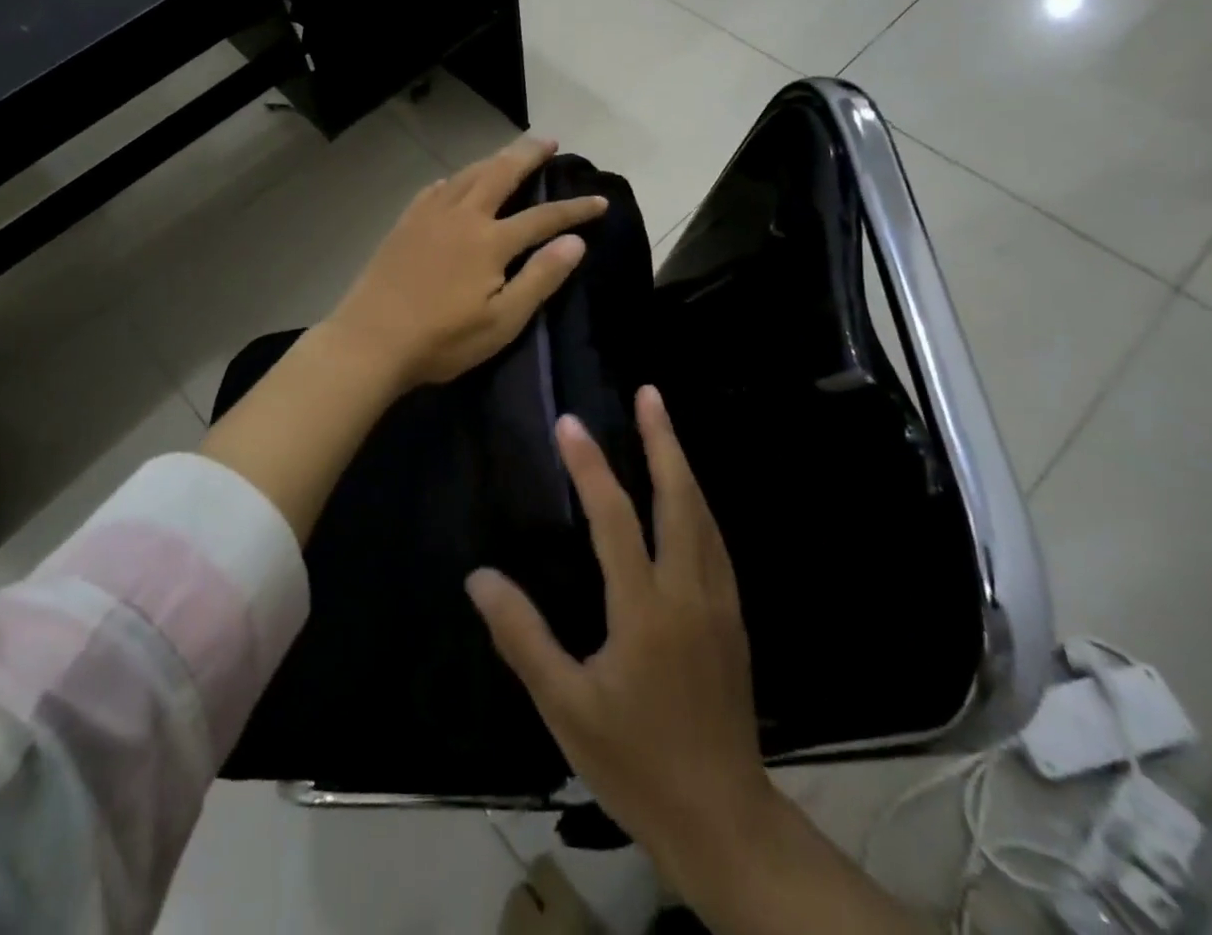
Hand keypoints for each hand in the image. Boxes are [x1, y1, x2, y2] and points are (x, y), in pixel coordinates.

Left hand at [325, 138, 607, 392]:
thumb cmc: (442, 339)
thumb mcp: (502, 321)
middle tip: (549, 141)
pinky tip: (455, 183)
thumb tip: (575, 242)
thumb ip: (540, 278)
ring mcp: (428, 216)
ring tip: (510, 153)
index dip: (574, 209)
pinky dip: (455, 180)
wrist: (370, 341)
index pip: (543, 217)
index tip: (600, 200)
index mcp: (490, 241)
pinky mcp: (404, 224)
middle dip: (529, 155)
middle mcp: (462, 216)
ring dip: (493, 159)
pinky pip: (436, 189)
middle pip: (501, 173)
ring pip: (467, 174)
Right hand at [466, 387, 772, 875]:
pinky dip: (698, 503)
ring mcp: (719, 603)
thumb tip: (479, 577)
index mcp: (646, 609)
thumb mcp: (565, 707)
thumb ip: (522, 637)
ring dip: (683, 465)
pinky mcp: (733, 618)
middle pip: (679, 499)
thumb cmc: (636, 761)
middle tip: (649, 394)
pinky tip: (688, 498)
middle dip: (663, 440)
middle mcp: (689, 591)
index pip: (615, 519)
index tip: (569, 425)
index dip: (590, 467)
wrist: (723, 818)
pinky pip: (716, 541)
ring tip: (665, 427)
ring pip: (705, 516)